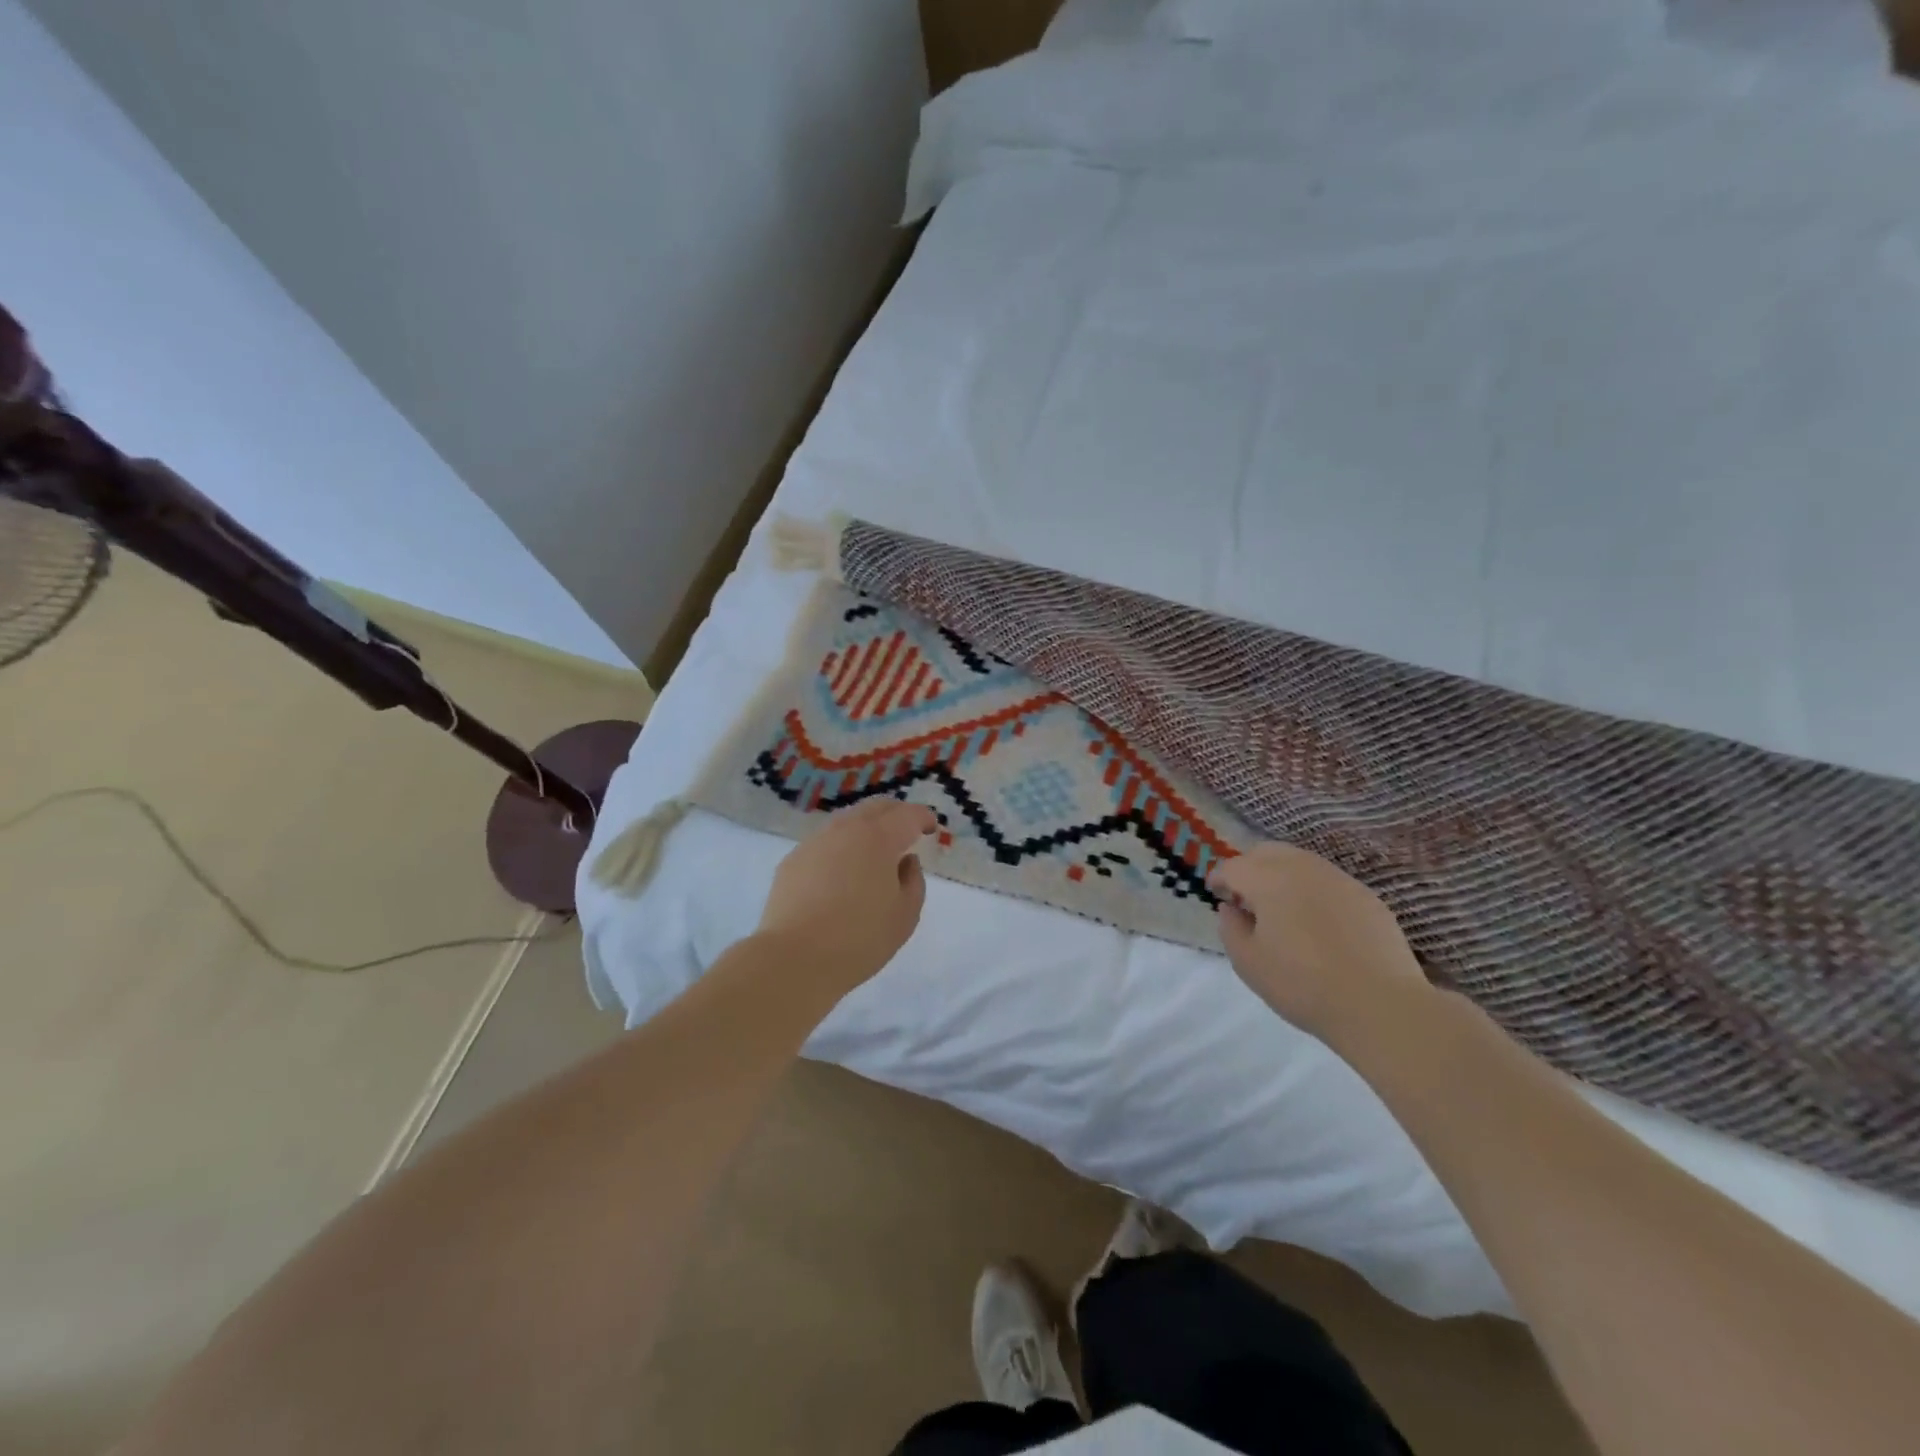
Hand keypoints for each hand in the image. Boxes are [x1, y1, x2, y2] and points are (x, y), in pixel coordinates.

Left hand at [756, 798, 936, 992]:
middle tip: (907, 831)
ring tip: (874, 851)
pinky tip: (841, 871)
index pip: (907, 815)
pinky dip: (841, 847)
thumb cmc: (860, 939)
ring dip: (866, 828)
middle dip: (895, 814)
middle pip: (875, 808)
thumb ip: (913, 881)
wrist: (794, 958)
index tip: (931, 828)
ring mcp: (815, 842)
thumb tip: (906, 861)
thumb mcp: (905, 915)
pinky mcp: (793, 860)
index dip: (923, 818)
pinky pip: (824, 843)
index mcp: (879, 838)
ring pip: (847, 822)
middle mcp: (846, 830)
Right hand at [1209, 843, 1433, 1049]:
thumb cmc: (1302, 984)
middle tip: (1245, 897)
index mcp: (1268, 879)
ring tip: (1280, 909)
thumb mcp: (1248, 963)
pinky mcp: (1366, 896)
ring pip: (1300, 861)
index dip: (1219, 878)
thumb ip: (1230, 928)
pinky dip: (1312, 890)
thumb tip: (1232, 908)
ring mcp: (1339, 879)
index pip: (1233, 866)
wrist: (1380, 1005)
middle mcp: (1302, 867)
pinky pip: (1328, 881)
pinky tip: (1316, 923)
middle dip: (1249, 867)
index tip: (1215, 894)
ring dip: (1281, 875)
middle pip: (1266, 852)